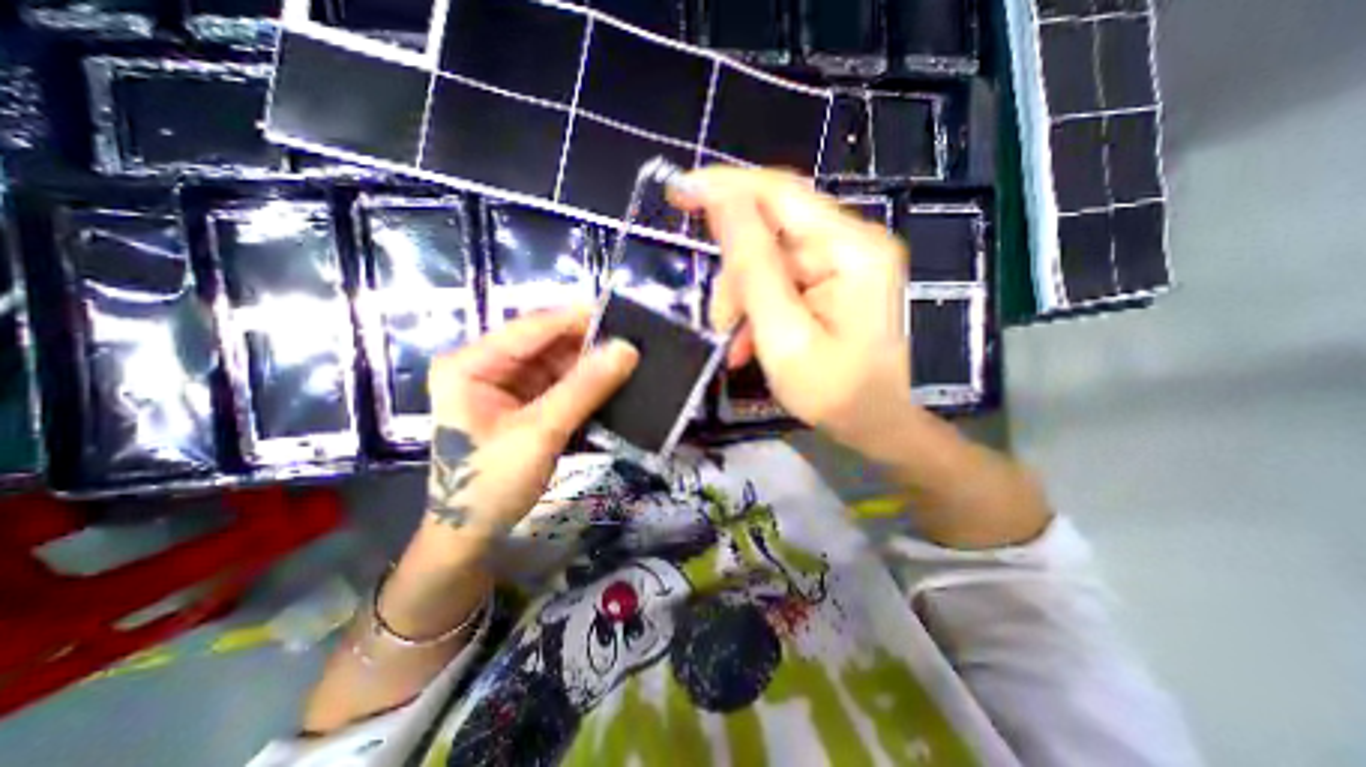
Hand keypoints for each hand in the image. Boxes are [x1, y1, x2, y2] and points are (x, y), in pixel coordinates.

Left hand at [419, 307, 638, 556]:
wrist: (473, 534)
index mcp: (471, 364)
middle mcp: (488, 365)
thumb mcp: (540, 433)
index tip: (622, 314)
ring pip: (559, 362)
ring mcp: (508, 383)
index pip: (530, 328)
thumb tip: (627, 350)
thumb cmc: (491, 484)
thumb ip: (584, 389)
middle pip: (547, 343)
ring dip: (592, 364)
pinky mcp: (526, 401)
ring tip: (632, 360)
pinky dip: (587, 384)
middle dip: (589, 343)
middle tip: (634, 341)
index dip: (577, 319)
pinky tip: (614, 382)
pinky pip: (562, 382)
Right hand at [670, 168, 909, 454]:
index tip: (677, 190)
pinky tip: (750, 341)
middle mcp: (853, 244)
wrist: (875, 425)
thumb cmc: (835, 393)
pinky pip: (782, 280)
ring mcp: (845, 263)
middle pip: (772, 232)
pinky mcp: (835, 281)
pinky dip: (759, 307)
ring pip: (770, 261)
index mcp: (851, 250)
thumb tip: (723, 203)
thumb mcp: (784, 335)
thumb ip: (754, 269)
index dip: (725, 187)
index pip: (780, 194)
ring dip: (744, 298)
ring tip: (735, 342)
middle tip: (718, 322)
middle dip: (736, 276)